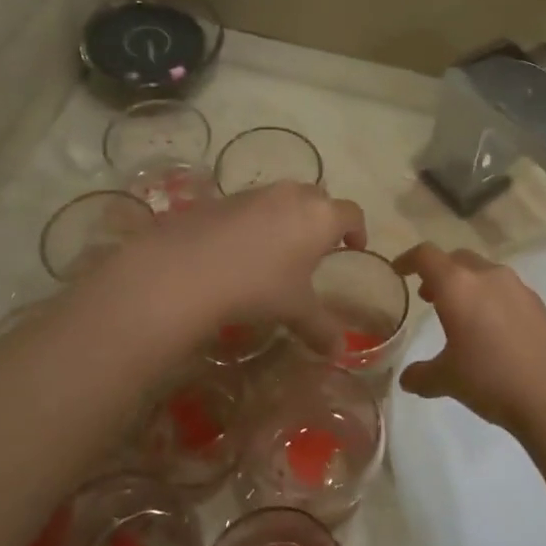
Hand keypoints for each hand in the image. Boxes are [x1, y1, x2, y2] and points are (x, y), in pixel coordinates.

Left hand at [99, 182, 365, 353]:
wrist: (188, 268)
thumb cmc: (259, 285)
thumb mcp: (295, 310)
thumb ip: (321, 328)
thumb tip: (339, 352)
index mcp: (321, 217)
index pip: (351, 214)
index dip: (358, 230)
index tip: (355, 246)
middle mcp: (293, 195)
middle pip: (319, 198)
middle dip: (322, 219)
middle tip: (318, 247)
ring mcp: (256, 192)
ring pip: (283, 198)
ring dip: (289, 217)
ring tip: (280, 248)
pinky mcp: (224, 197)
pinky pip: (252, 205)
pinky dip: (257, 220)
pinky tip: (243, 248)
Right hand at [394, 243, 545, 437]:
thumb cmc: (491, 378)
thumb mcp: (447, 380)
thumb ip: (422, 375)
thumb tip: (407, 379)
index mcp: (457, 285)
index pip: (426, 255)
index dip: (408, 259)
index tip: (399, 271)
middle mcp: (487, 276)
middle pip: (457, 258)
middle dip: (440, 273)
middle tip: (429, 297)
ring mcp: (518, 288)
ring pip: (484, 273)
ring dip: (467, 285)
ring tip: (460, 316)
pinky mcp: (538, 305)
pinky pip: (505, 291)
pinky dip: (490, 300)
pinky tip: (491, 332)